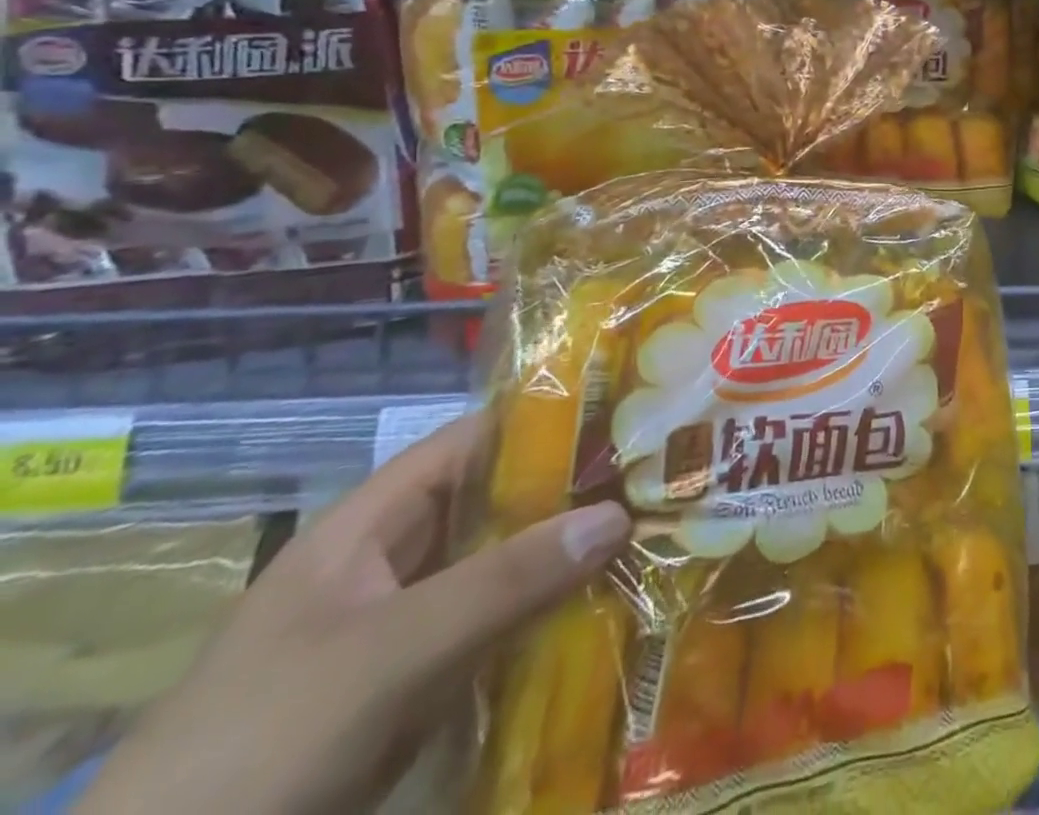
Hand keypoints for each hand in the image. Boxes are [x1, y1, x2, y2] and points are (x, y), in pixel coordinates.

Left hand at [77, 413, 630, 814]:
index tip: (623, 415)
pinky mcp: (415, 688)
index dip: (544, 420)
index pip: (472, 442)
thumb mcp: (387, 654)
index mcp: (370, 525)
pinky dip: (545, 619)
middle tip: (655, 477)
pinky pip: (495, 632)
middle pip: (494, 505)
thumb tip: (619, 515)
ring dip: (564, 557)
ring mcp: (403, 629)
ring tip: (649, 533)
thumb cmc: (262, 744)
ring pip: (500, 570)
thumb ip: (503, 583)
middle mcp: (391, 563)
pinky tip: (605, 611)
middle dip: (570, 492)